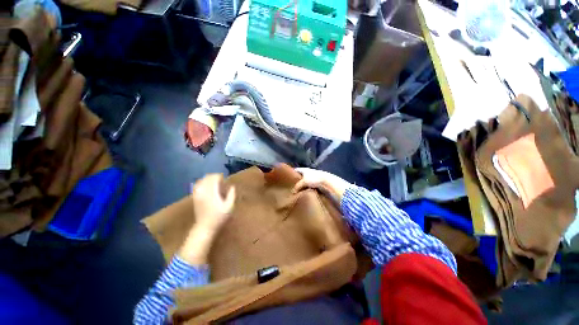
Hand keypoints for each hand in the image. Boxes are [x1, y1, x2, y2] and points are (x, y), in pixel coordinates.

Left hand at [191, 174, 235, 233]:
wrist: (205, 227)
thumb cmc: (219, 217)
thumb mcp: (229, 207)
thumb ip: (231, 195)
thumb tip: (232, 186)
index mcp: (212, 193)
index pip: (214, 178)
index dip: (220, 176)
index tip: (225, 180)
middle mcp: (203, 192)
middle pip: (207, 178)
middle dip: (215, 177)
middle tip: (221, 181)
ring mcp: (197, 194)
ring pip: (201, 180)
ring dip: (208, 179)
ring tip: (215, 183)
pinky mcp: (195, 197)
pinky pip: (197, 186)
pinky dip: (202, 183)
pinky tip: (207, 186)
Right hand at [293, 168, 351, 205]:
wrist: (327, 182)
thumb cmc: (314, 179)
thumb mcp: (303, 182)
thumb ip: (297, 186)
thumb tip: (293, 192)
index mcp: (305, 169)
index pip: (296, 170)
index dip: (291, 172)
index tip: (287, 177)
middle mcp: (309, 172)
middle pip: (301, 176)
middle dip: (297, 180)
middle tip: (291, 185)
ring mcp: (314, 177)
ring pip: (305, 181)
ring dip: (302, 185)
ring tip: (297, 190)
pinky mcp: (317, 183)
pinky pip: (310, 185)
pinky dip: (307, 188)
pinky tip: (305, 192)